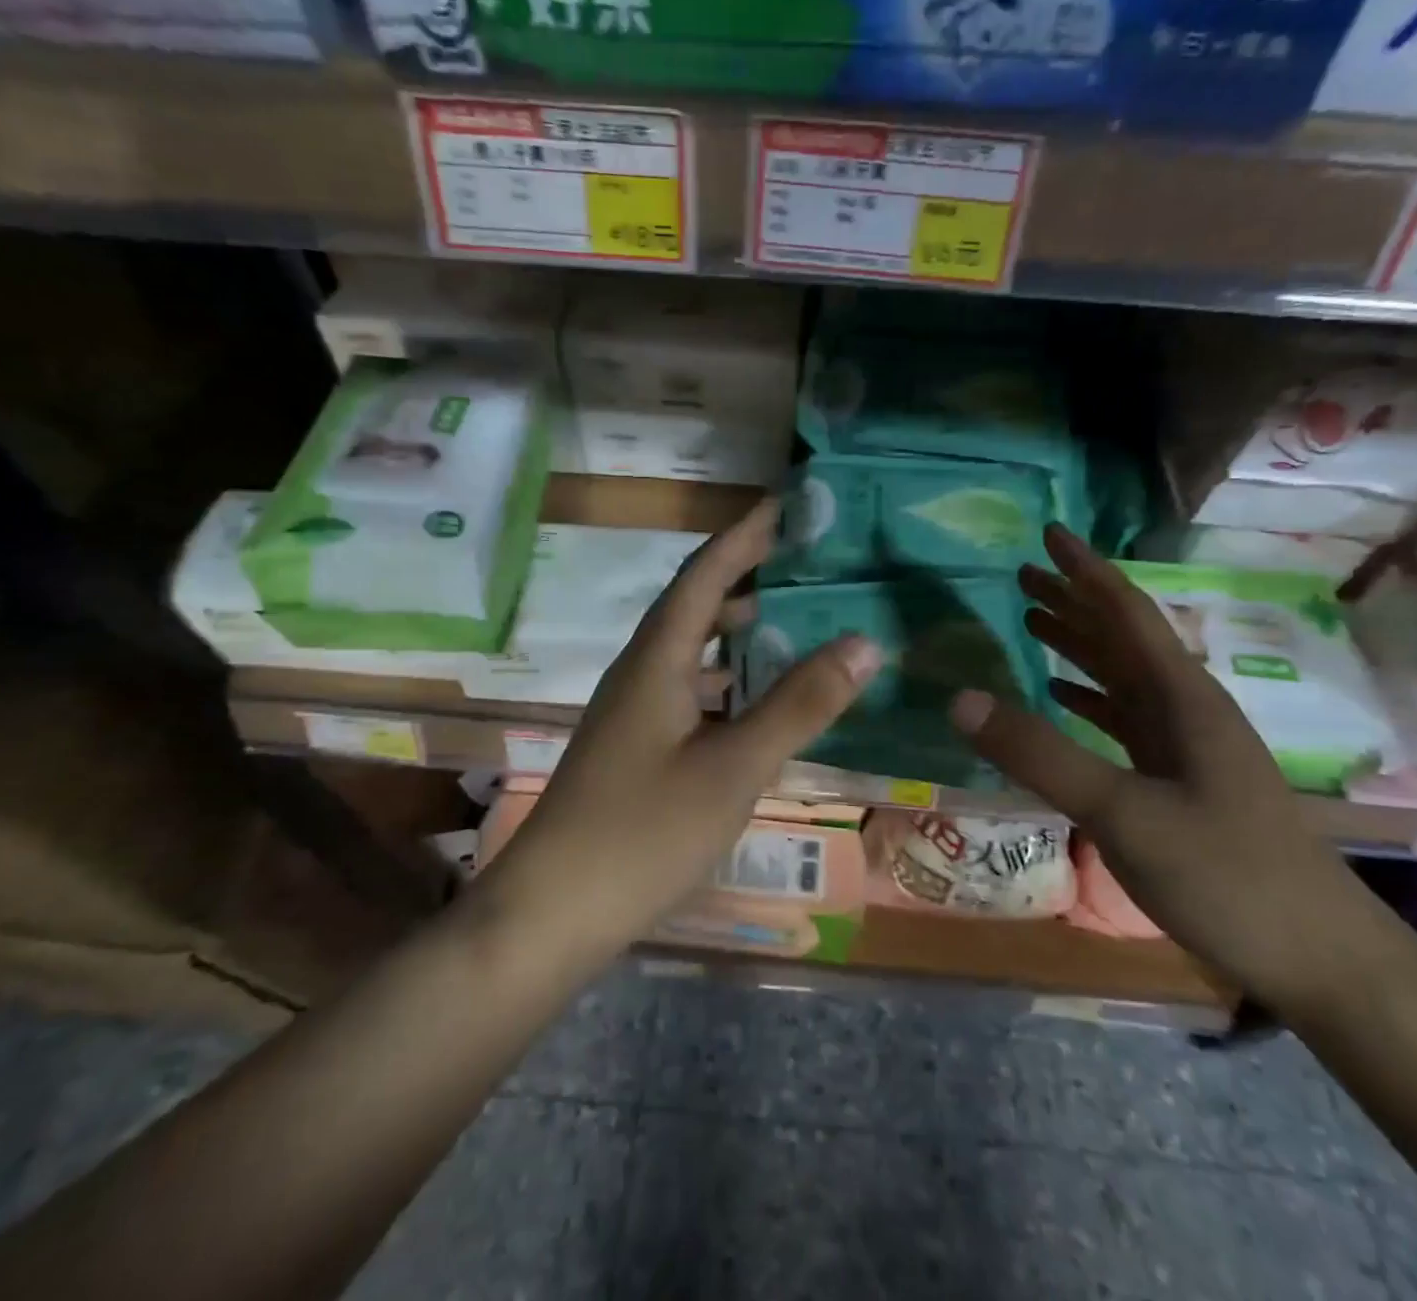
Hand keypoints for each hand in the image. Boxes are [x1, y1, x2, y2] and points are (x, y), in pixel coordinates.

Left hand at [477, 500, 880, 957]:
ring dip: (739, 630)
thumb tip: (864, 641)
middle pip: (696, 604)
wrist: (552, 911)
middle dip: (747, 576)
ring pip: (693, 651)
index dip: (745, 535)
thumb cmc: (643, 832)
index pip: (705, 574)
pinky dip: (729, 680)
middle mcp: (641, 671)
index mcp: (658, 659)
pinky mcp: (637, 746)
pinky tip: (760, 701)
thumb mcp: (734, 767)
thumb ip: (799, 704)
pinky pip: (691, 690)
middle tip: (806, 563)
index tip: (786, 505)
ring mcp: (635, 711)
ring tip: (795, 621)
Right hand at [948, 525, 1387, 1010]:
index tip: (1049, 533)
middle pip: (1120, 637)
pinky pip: (1123, 719)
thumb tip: (960, 698)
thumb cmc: (1227, 875)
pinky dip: (1088, 699)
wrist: (1319, 959)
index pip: (1125, 613)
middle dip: (1072, 601)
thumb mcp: (1123, 813)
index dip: (1086, 570)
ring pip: (1121, 676)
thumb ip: (1040, 755)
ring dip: (1078, 646)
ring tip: (1032, 622)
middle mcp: (1184, 709)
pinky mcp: (1179, 780)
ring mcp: (1184, 746)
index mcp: (1180, 698)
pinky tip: (1063, 699)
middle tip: (1022, 575)